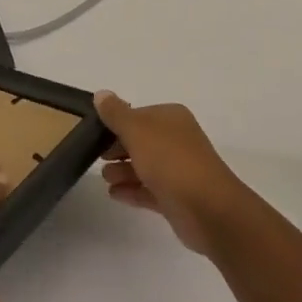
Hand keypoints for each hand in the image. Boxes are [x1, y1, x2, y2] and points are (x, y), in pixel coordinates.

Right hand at [95, 92, 250, 255]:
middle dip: (118, 149)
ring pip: (145, 166)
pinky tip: (114, 195)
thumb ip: (116, 114)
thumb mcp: (137, 130)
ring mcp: (178, 170)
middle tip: (96, 158)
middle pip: (141, 141)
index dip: (116, 124)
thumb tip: (101, 94)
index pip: (139, 115)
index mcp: (171, 118)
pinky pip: (149, 190)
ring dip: (123, 171)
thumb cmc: (170, 161)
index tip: (94, 135)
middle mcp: (177, 140)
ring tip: (105, 179)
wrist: (207, 208)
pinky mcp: (177, 197)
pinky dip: (132, 190)